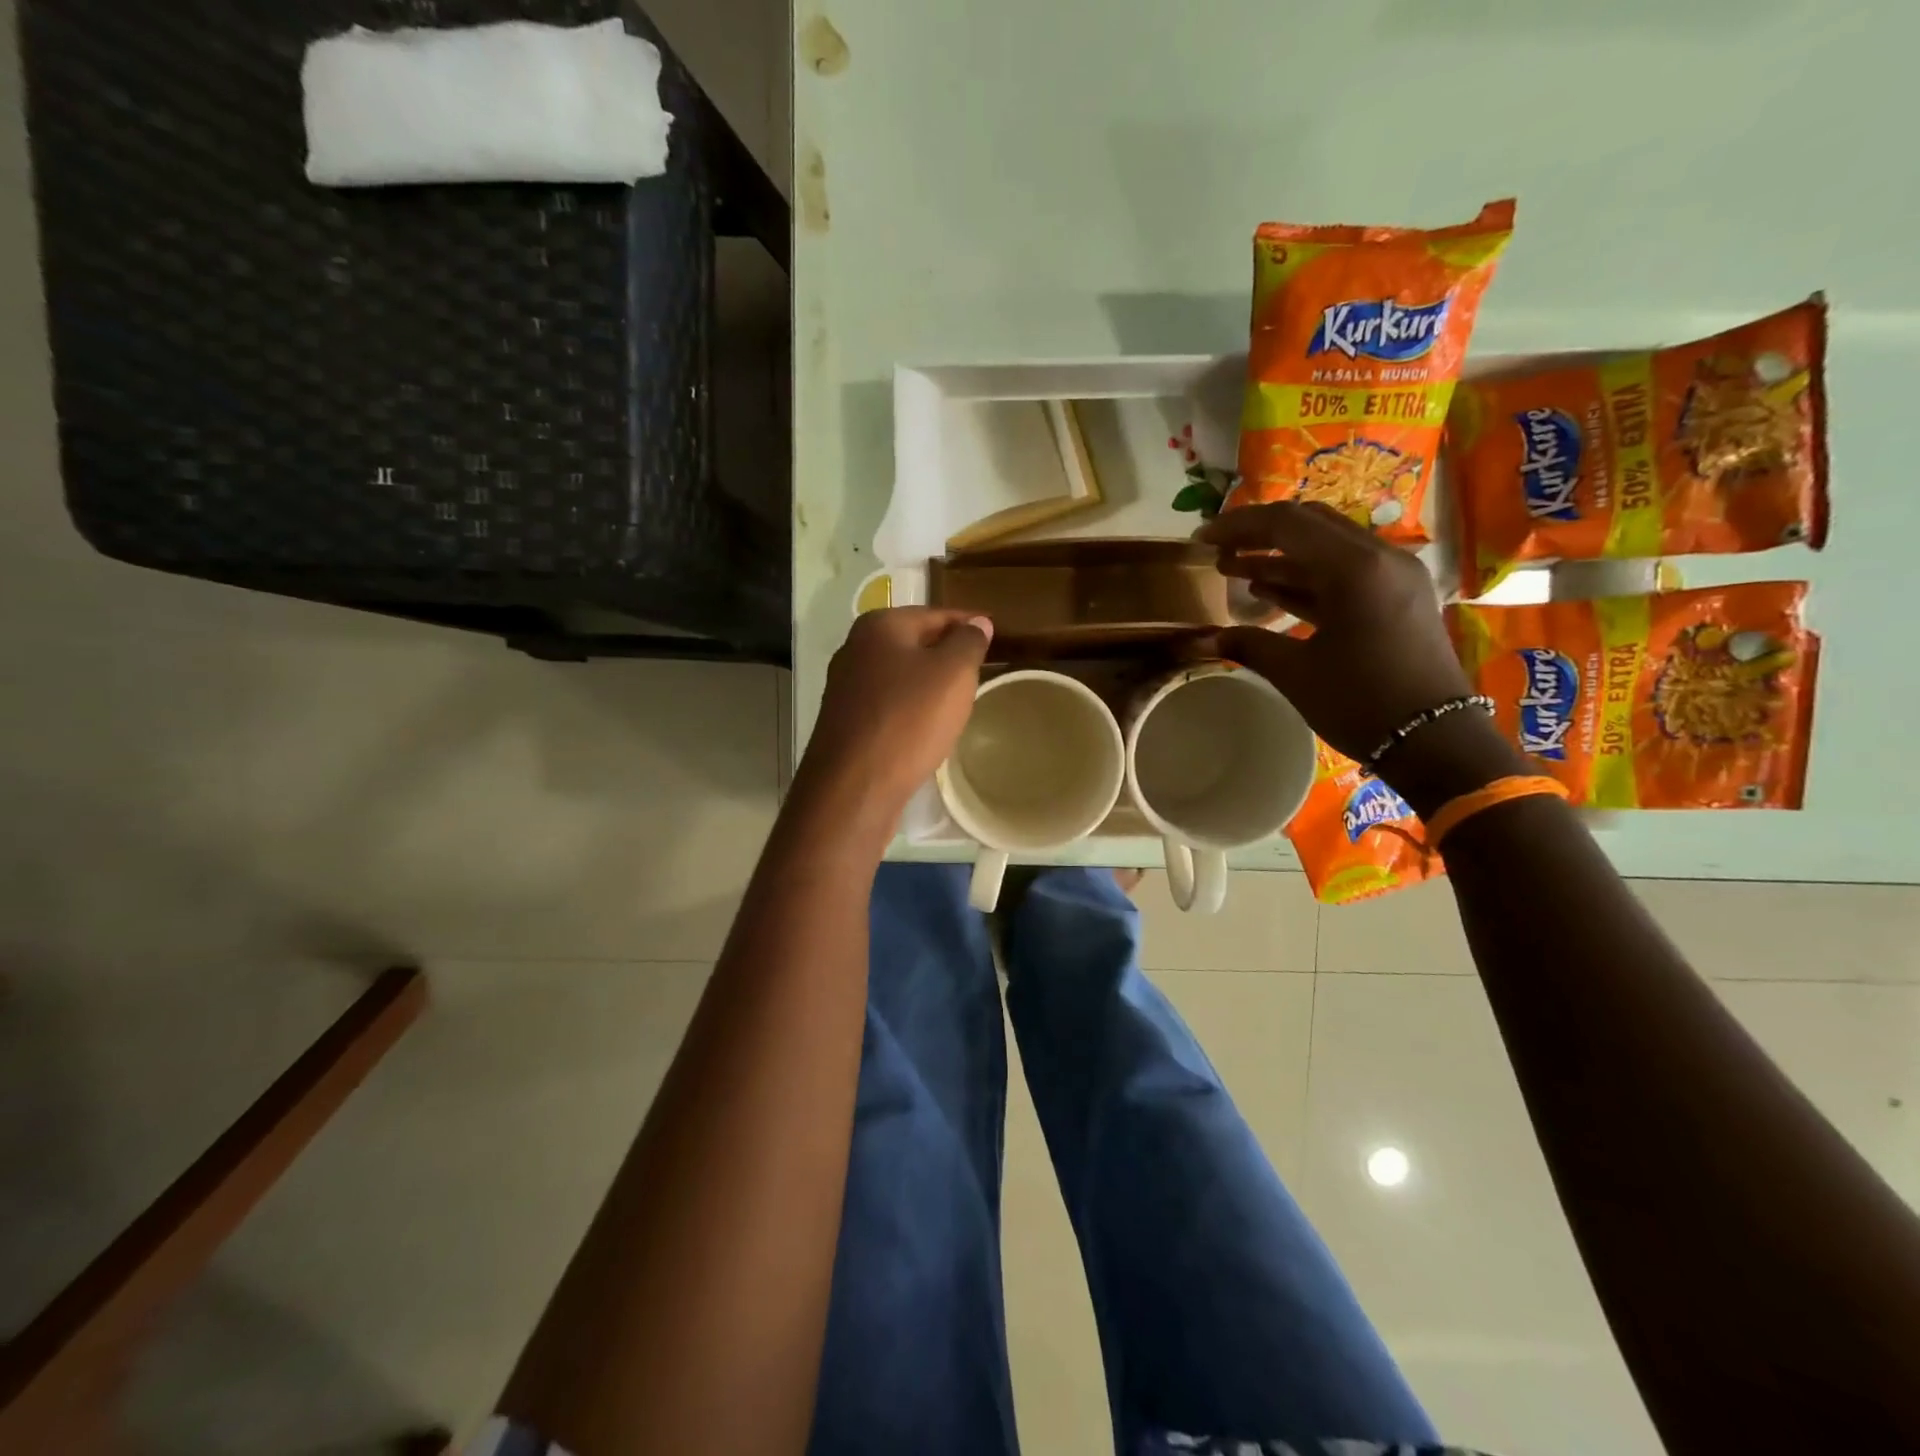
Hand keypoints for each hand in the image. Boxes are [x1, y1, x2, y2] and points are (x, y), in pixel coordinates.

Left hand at [799, 607, 993, 825]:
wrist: (853, 787)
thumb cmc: (908, 719)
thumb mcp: (953, 673)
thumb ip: (969, 642)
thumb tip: (977, 623)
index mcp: (880, 625)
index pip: (937, 614)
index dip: (970, 624)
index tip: (995, 634)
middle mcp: (855, 649)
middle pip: (915, 643)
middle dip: (948, 653)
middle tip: (982, 669)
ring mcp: (846, 688)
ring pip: (901, 676)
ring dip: (929, 684)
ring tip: (960, 700)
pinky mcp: (845, 722)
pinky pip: (888, 705)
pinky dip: (911, 710)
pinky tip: (927, 727)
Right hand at [1198, 503, 1521, 805]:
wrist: (1435, 740)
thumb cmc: (1360, 702)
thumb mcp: (1295, 673)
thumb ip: (1248, 644)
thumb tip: (1204, 639)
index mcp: (1355, 568)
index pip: (1287, 524)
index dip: (1239, 526)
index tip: (1203, 538)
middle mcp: (1379, 558)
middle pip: (1310, 525)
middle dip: (1259, 533)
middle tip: (1219, 549)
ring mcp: (1393, 576)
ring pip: (1327, 547)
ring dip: (1280, 555)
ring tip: (1233, 568)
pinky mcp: (1397, 597)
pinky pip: (1345, 572)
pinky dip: (1306, 576)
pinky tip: (1268, 589)